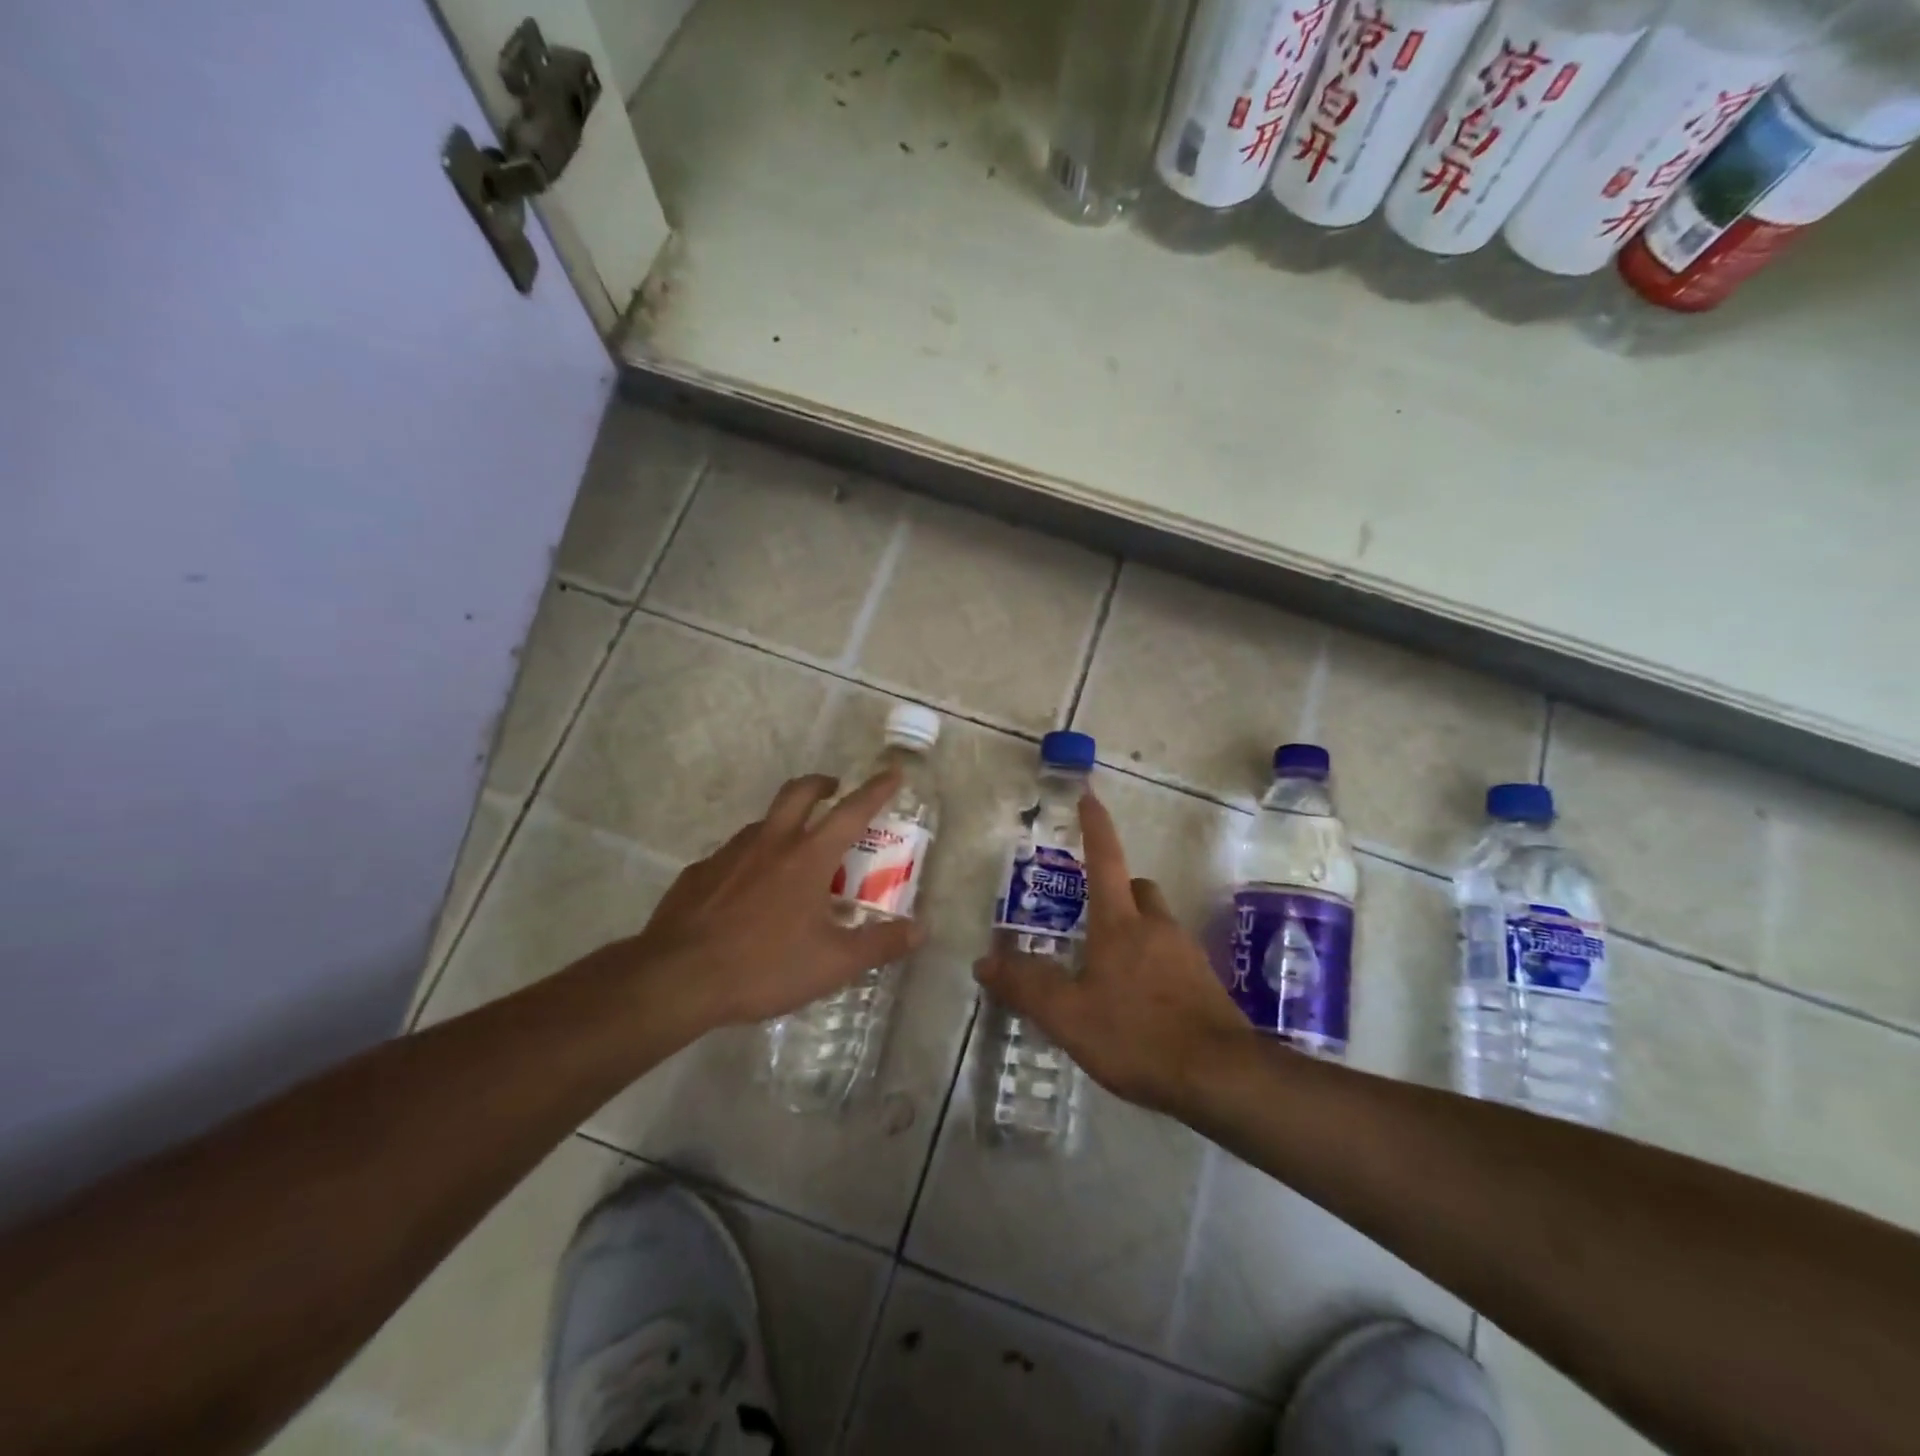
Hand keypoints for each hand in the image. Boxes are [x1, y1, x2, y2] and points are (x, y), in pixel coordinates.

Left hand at [618, 772, 924, 1033]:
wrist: (677, 978)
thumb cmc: (764, 966)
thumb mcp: (833, 964)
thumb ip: (880, 945)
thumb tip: (920, 930)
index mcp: (808, 857)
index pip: (852, 812)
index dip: (876, 790)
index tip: (891, 774)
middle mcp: (770, 843)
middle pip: (799, 792)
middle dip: (822, 784)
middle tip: (834, 790)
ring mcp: (729, 854)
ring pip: (764, 822)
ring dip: (785, 822)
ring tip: (793, 850)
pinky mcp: (699, 873)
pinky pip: (732, 855)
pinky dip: (750, 859)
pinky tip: (747, 891)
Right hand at [974, 791, 1251, 1115]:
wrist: (1220, 1076)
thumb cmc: (1137, 1035)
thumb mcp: (1068, 1016)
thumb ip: (1025, 986)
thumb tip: (984, 962)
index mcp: (1120, 924)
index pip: (1106, 860)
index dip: (1096, 827)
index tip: (1089, 796)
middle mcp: (1157, 927)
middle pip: (1138, 888)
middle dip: (1117, 890)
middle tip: (1091, 917)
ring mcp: (1186, 954)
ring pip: (1158, 922)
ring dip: (1135, 930)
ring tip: (1109, 969)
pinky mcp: (1205, 984)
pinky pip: (1173, 957)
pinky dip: (1154, 964)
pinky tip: (1140, 1002)